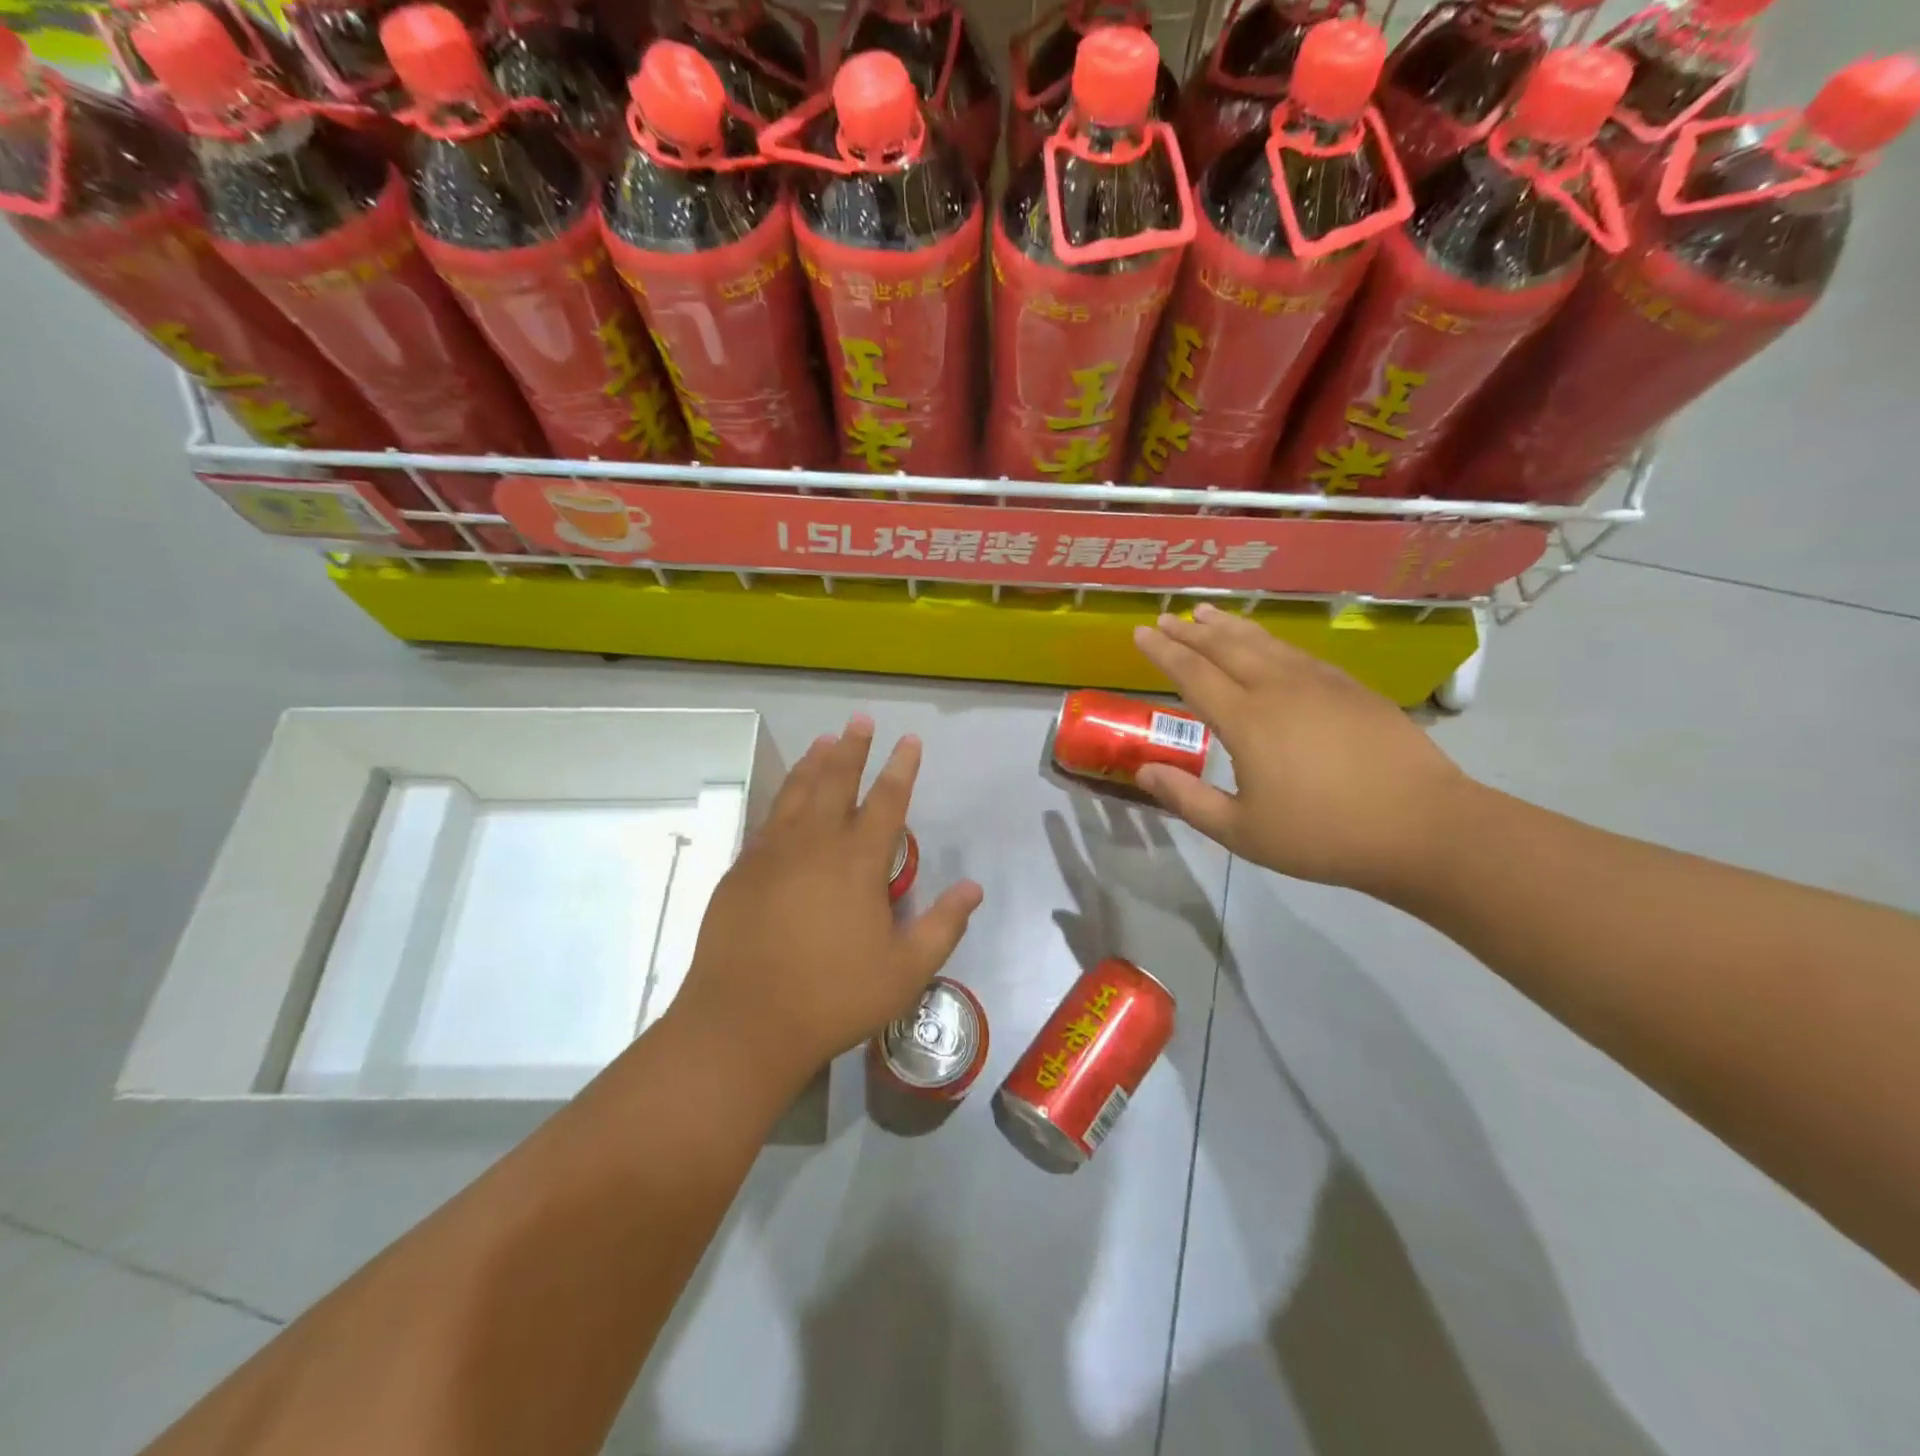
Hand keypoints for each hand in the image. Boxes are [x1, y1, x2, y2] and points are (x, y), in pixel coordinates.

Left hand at [672, 716, 984, 1086]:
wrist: (744, 1022)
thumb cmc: (833, 997)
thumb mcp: (905, 971)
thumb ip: (944, 925)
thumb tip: (974, 887)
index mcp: (858, 861)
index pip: (887, 800)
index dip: (901, 767)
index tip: (909, 740)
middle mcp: (814, 843)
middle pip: (836, 780)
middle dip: (852, 747)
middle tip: (859, 719)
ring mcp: (772, 854)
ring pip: (796, 792)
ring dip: (814, 763)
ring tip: (824, 740)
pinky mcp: (742, 871)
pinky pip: (767, 820)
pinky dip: (781, 798)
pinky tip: (785, 797)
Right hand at [1131, 604, 1469, 894]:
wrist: (1423, 827)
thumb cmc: (1322, 836)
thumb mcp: (1241, 831)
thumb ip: (1187, 799)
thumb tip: (1143, 771)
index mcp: (1247, 721)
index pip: (1193, 674)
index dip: (1164, 652)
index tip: (1141, 632)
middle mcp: (1279, 689)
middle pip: (1226, 648)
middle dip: (1191, 632)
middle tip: (1166, 617)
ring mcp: (1320, 684)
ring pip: (1264, 643)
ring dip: (1230, 627)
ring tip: (1207, 613)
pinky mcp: (1352, 689)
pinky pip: (1298, 653)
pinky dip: (1271, 641)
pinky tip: (1268, 644)